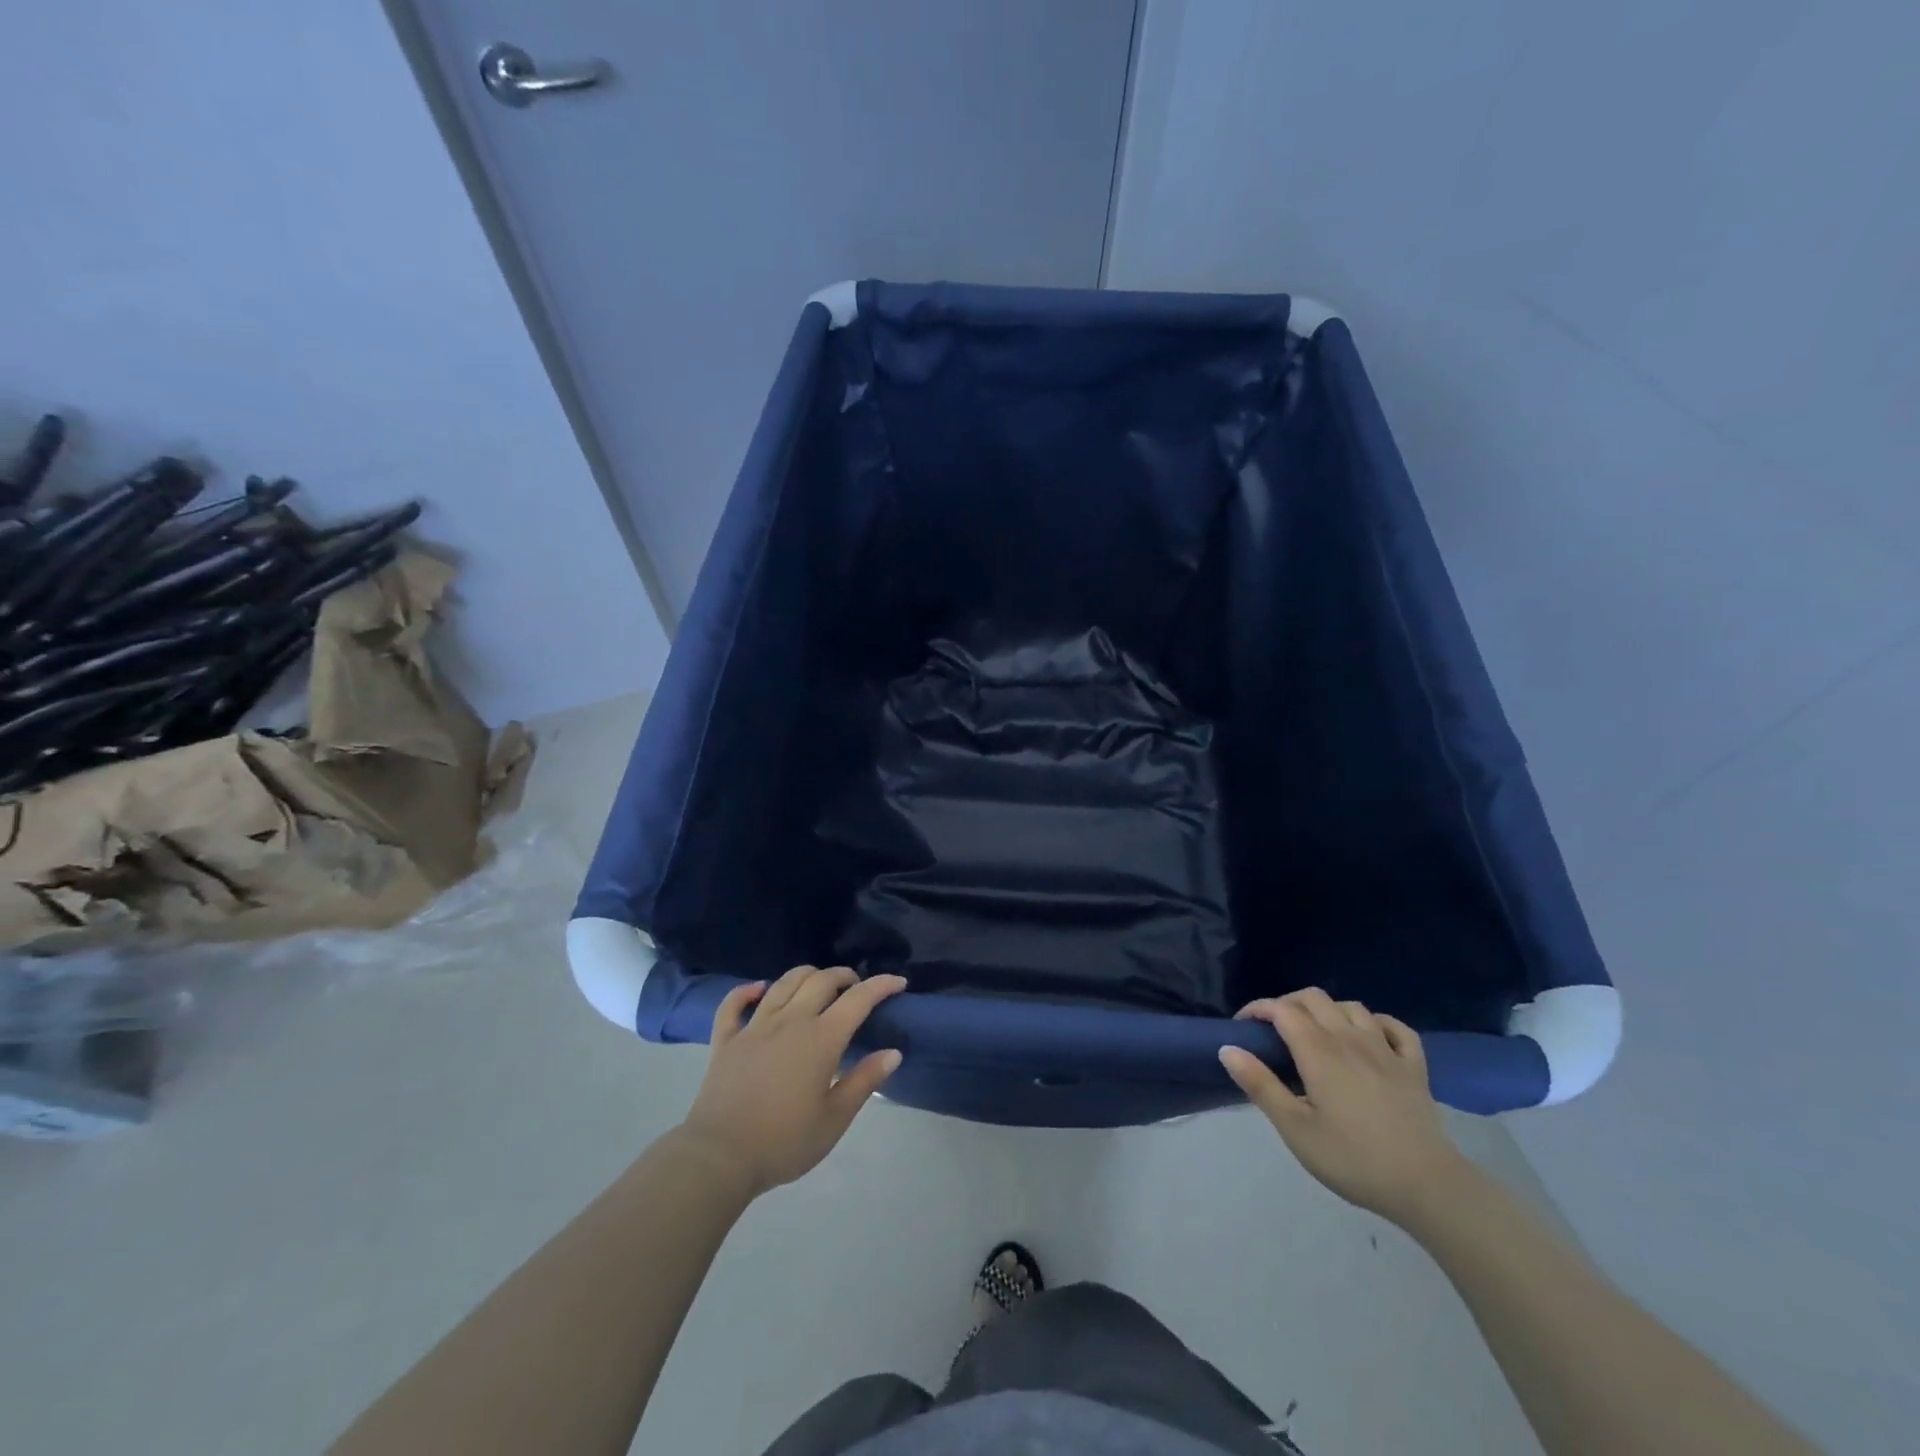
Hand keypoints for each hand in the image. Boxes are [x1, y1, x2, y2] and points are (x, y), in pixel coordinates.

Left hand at [678, 965, 905, 1196]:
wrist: (720, 1157)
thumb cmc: (784, 1141)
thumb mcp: (835, 1119)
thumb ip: (864, 1081)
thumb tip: (893, 1053)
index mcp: (821, 1039)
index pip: (858, 999)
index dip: (881, 985)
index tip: (898, 982)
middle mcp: (790, 1022)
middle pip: (821, 981)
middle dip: (844, 976)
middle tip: (856, 986)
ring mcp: (755, 1027)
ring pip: (783, 984)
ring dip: (806, 975)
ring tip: (817, 983)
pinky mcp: (726, 1040)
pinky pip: (733, 1005)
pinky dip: (746, 991)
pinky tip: (758, 989)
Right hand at [1219, 988, 1468, 1224]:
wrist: (1427, 1187)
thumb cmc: (1353, 1159)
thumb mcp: (1295, 1129)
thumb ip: (1260, 1085)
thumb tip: (1228, 1048)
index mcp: (1318, 1051)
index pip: (1281, 1009)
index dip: (1258, 1009)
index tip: (1243, 1027)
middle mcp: (1350, 1038)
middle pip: (1314, 998)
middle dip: (1288, 1004)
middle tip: (1274, 1031)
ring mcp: (1386, 1050)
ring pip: (1351, 1007)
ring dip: (1327, 1011)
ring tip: (1316, 1034)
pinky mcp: (1414, 1067)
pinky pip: (1396, 1027)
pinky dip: (1377, 1023)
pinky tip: (1369, 1037)